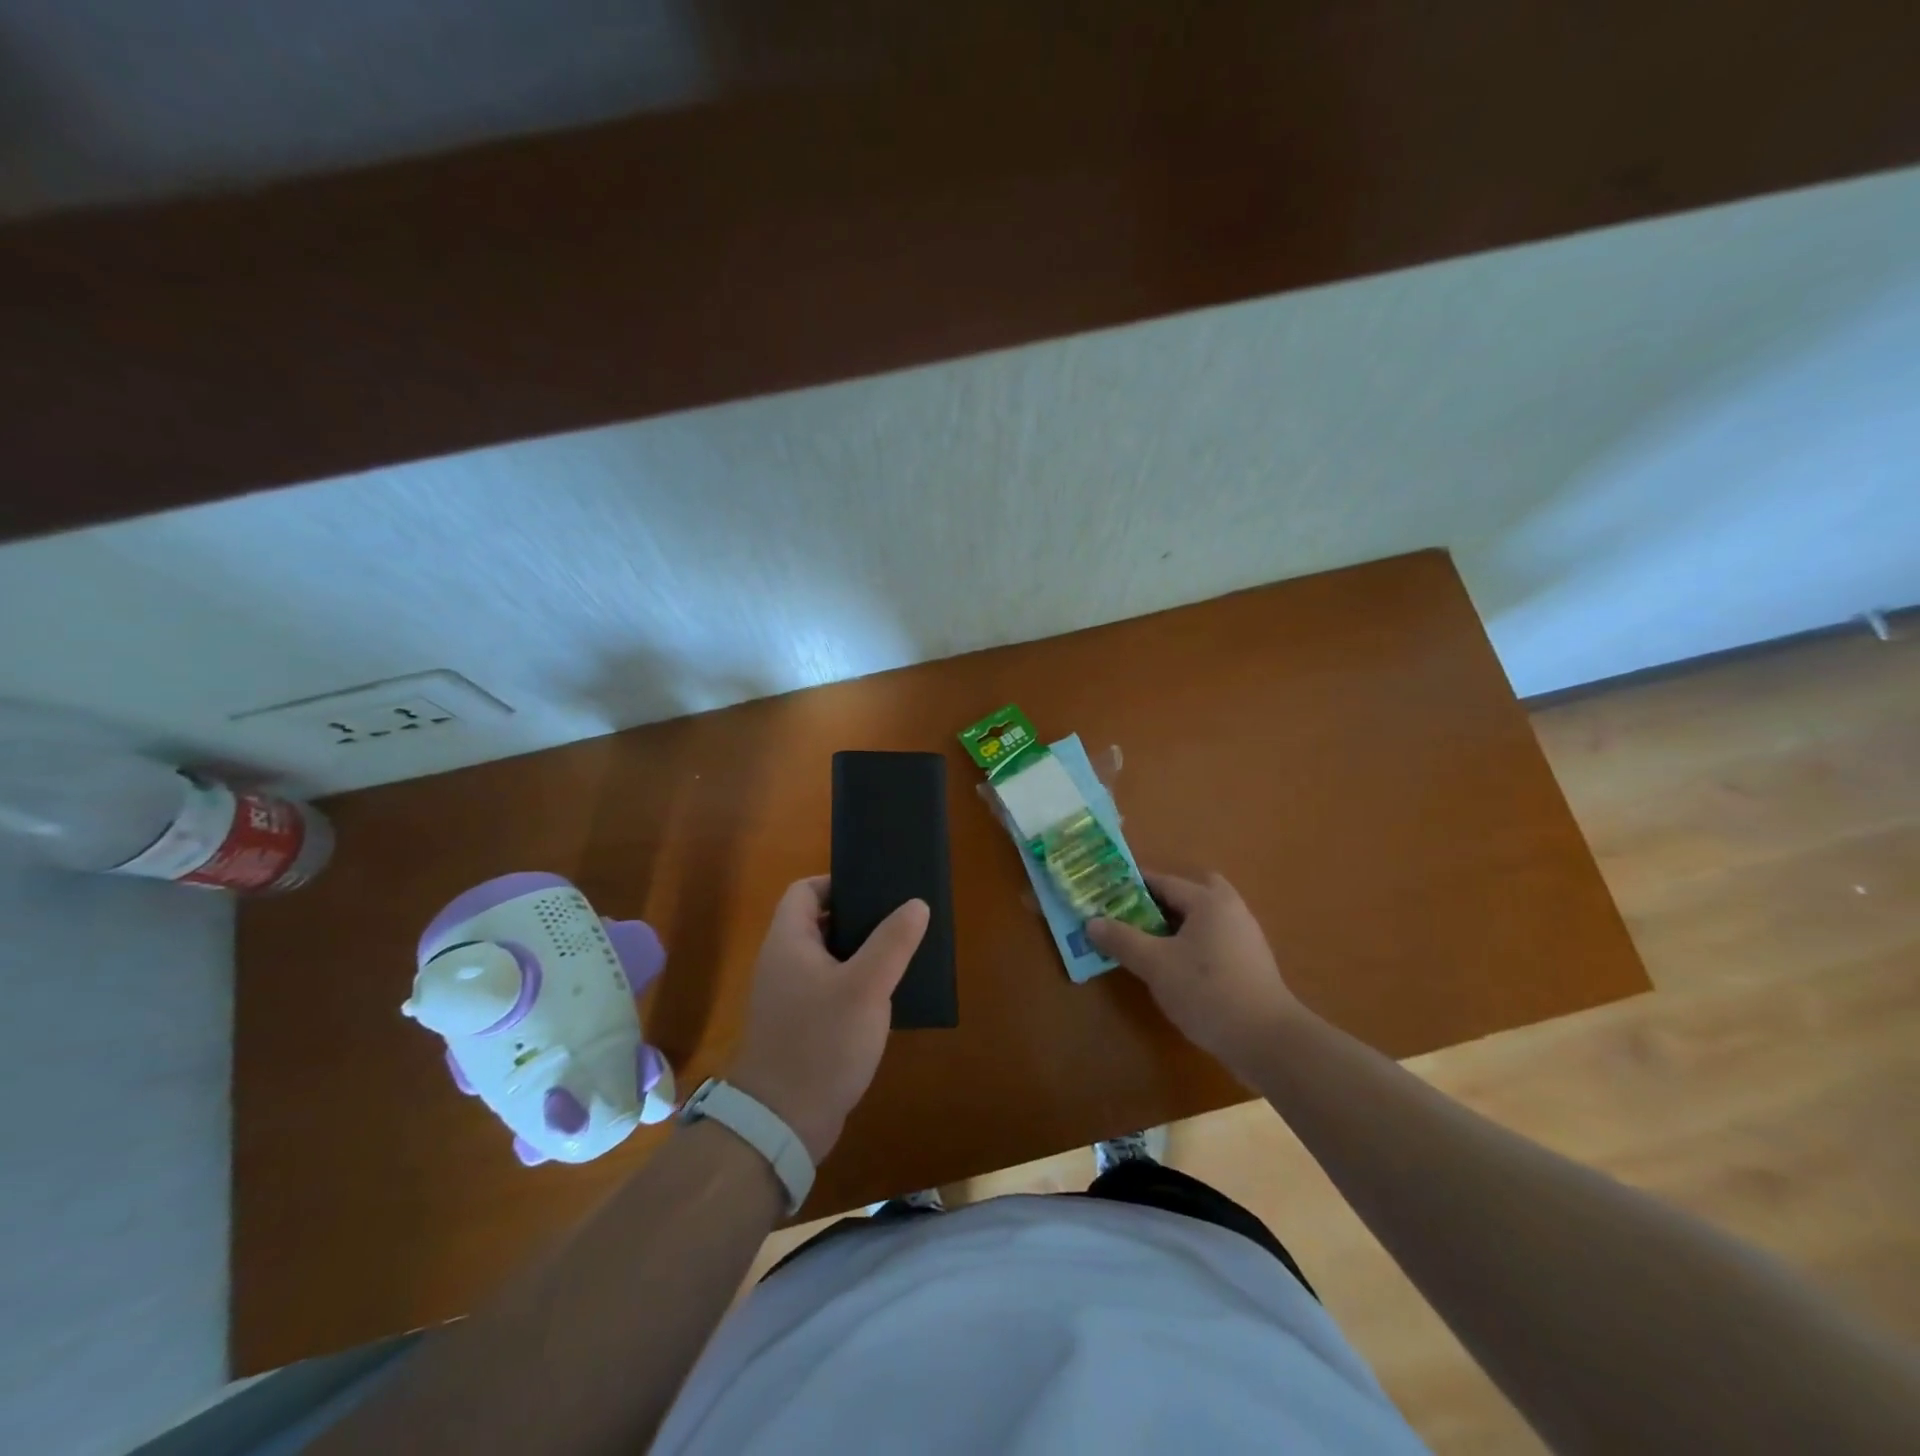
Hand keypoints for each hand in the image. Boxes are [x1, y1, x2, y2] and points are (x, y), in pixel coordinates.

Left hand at [726, 876, 927, 1163]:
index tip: (875, 891)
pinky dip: (856, 987)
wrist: (783, 1123)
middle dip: (859, 919)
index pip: (804, 891)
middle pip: (819, 923)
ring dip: (861, 955)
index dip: (836, 883)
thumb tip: (916, 904)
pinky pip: (830, 991)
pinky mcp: (801, 1028)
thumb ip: (893, 942)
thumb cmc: (822, 1042)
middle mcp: (783, 964)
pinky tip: (886, 999)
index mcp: (788, 942)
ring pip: (828, 959)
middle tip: (899, 921)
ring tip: (901, 956)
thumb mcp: (866, 987)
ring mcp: (790, 998)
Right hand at [1087, 871, 1305, 1081]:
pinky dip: (1191, 943)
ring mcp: (1245, 937)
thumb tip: (1092, 922)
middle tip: (1133, 915)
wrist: (1268, 1041)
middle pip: (1190, 893)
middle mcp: (1230, 910)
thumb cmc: (1207, 991)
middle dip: (1161, 900)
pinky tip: (1175, 967)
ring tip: (1147, 942)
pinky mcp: (1250, 964)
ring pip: (1203, 918)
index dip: (1131, 887)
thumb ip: (1122, 940)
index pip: (1163, 882)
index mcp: (1208, 901)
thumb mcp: (1155, 965)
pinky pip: (1213, 939)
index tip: (1105, 895)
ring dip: (1176, 924)